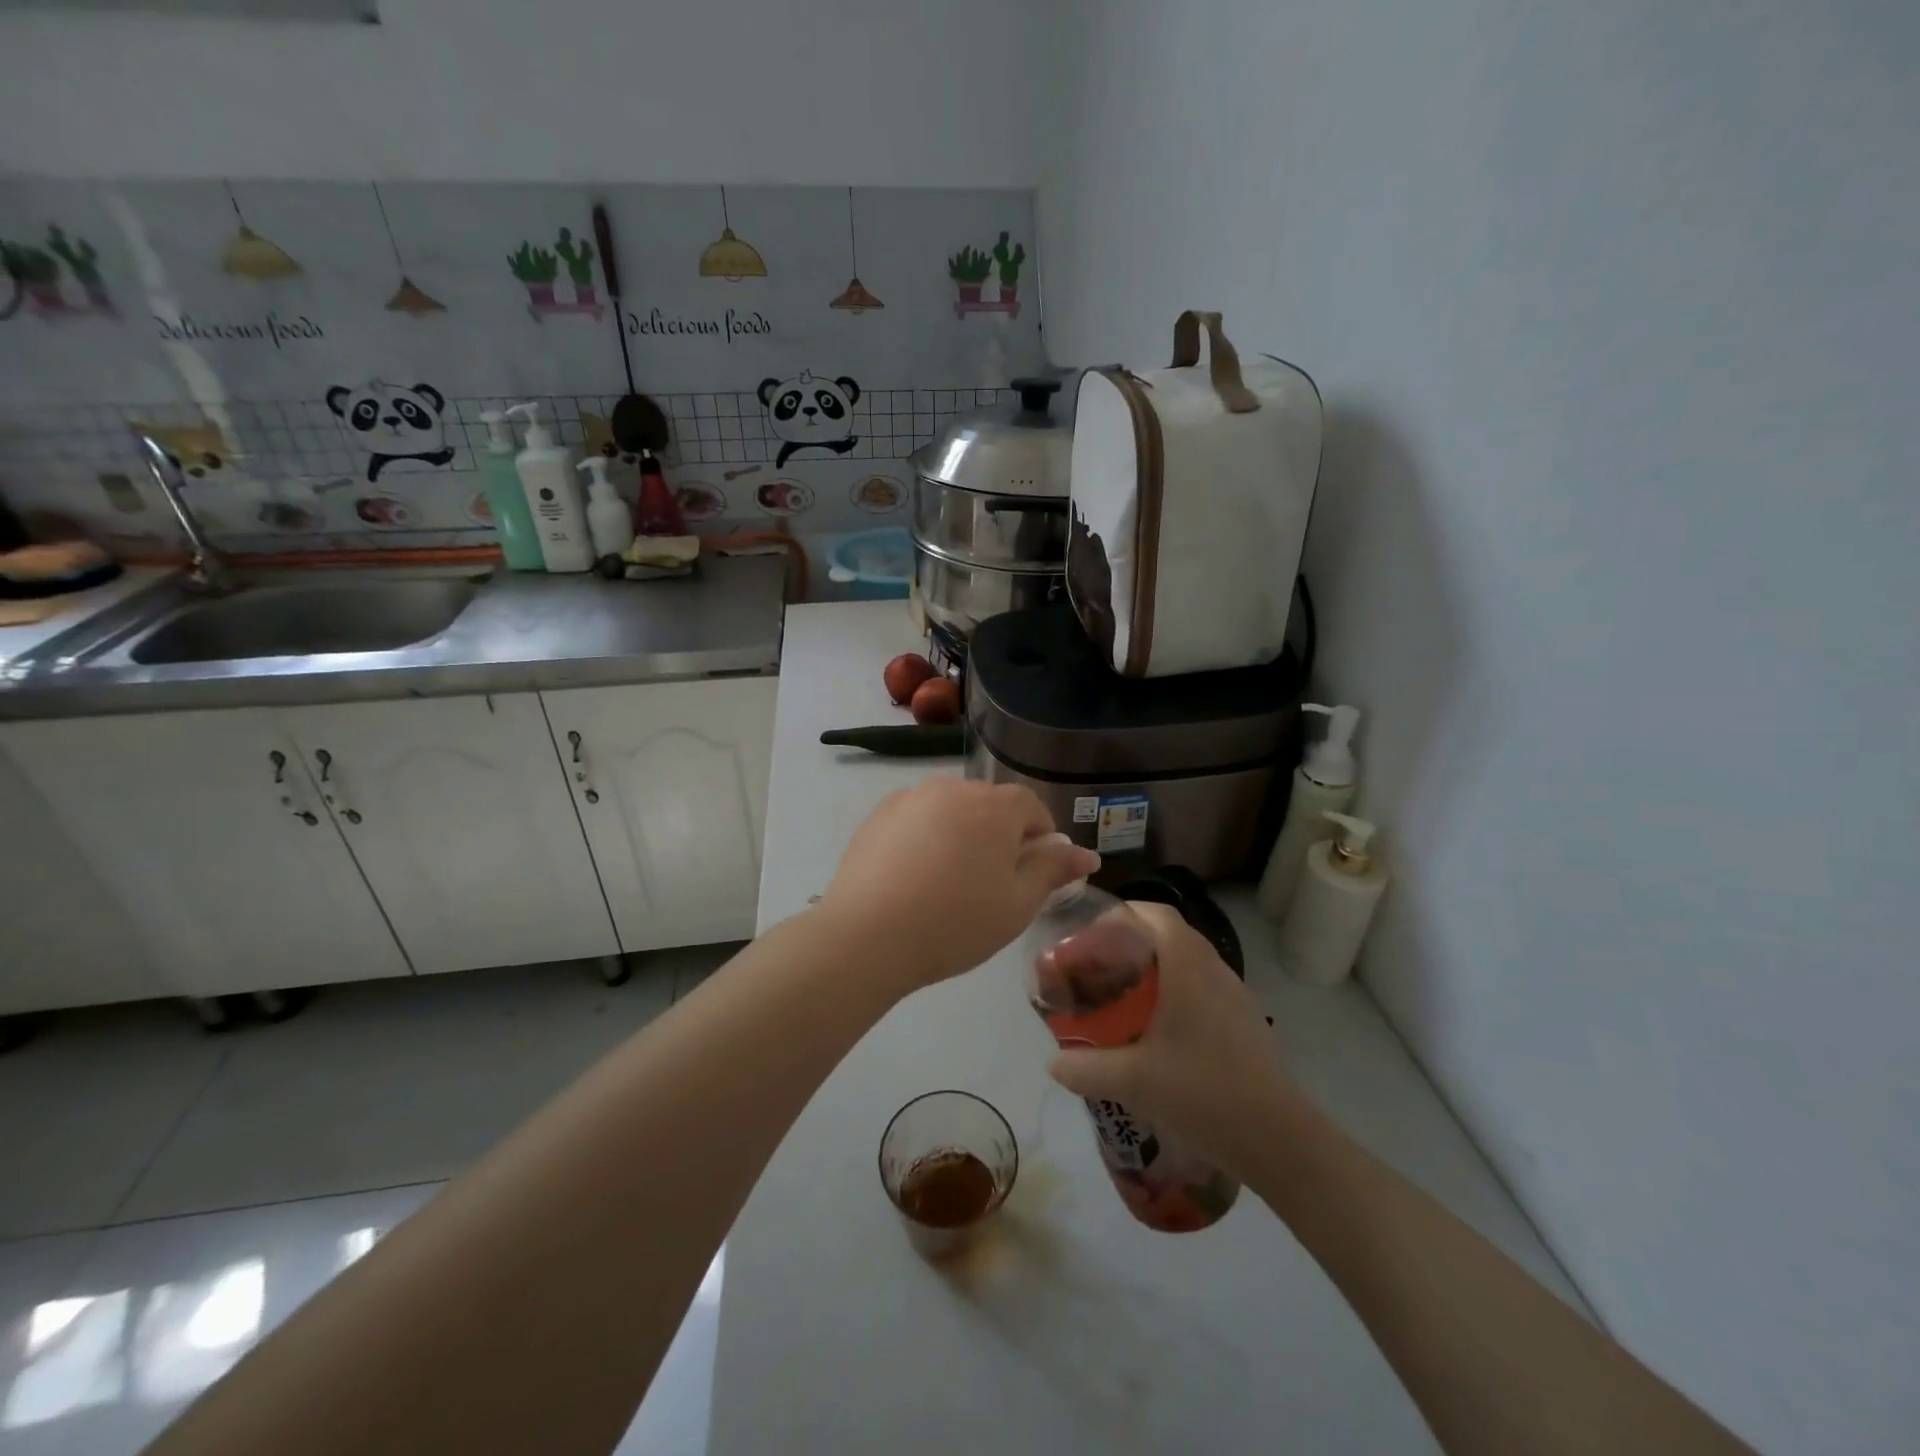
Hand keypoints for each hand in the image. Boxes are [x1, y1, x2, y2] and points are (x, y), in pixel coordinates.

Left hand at [817, 778, 1100, 994]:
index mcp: (995, 806)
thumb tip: (1086, 854)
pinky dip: (925, 838)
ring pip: (952, 810)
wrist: (867, 935)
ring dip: (961, 834)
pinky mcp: (878, 815)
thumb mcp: (1017, 904)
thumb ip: (1053, 870)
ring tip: (948, 882)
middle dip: (999, 835)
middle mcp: (953, 788)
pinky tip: (914, 877)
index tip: (1031, 875)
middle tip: (991, 885)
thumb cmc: (956, 922)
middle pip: (990, 805)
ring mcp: (911, 797)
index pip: (1031, 807)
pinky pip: (917, 819)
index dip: (1040, 839)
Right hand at [1048, 901, 1304, 1177]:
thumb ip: (1085, 1068)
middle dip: (1130, 943)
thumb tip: (1052, 1062)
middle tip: (1098, 968)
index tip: (1090, 935)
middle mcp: (1213, 968)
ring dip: (1154, 970)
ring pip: (1187, 963)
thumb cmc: (1203, 1092)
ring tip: (1122, 998)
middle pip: (1168, 935)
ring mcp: (1234, 995)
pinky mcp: (1243, 1022)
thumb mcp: (1132, 1081)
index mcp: (1187, 965)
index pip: (1154, 913)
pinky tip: (1157, 1032)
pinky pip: (1202, 989)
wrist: (1278, 1139)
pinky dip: (1174, 994)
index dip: (1121, 914)